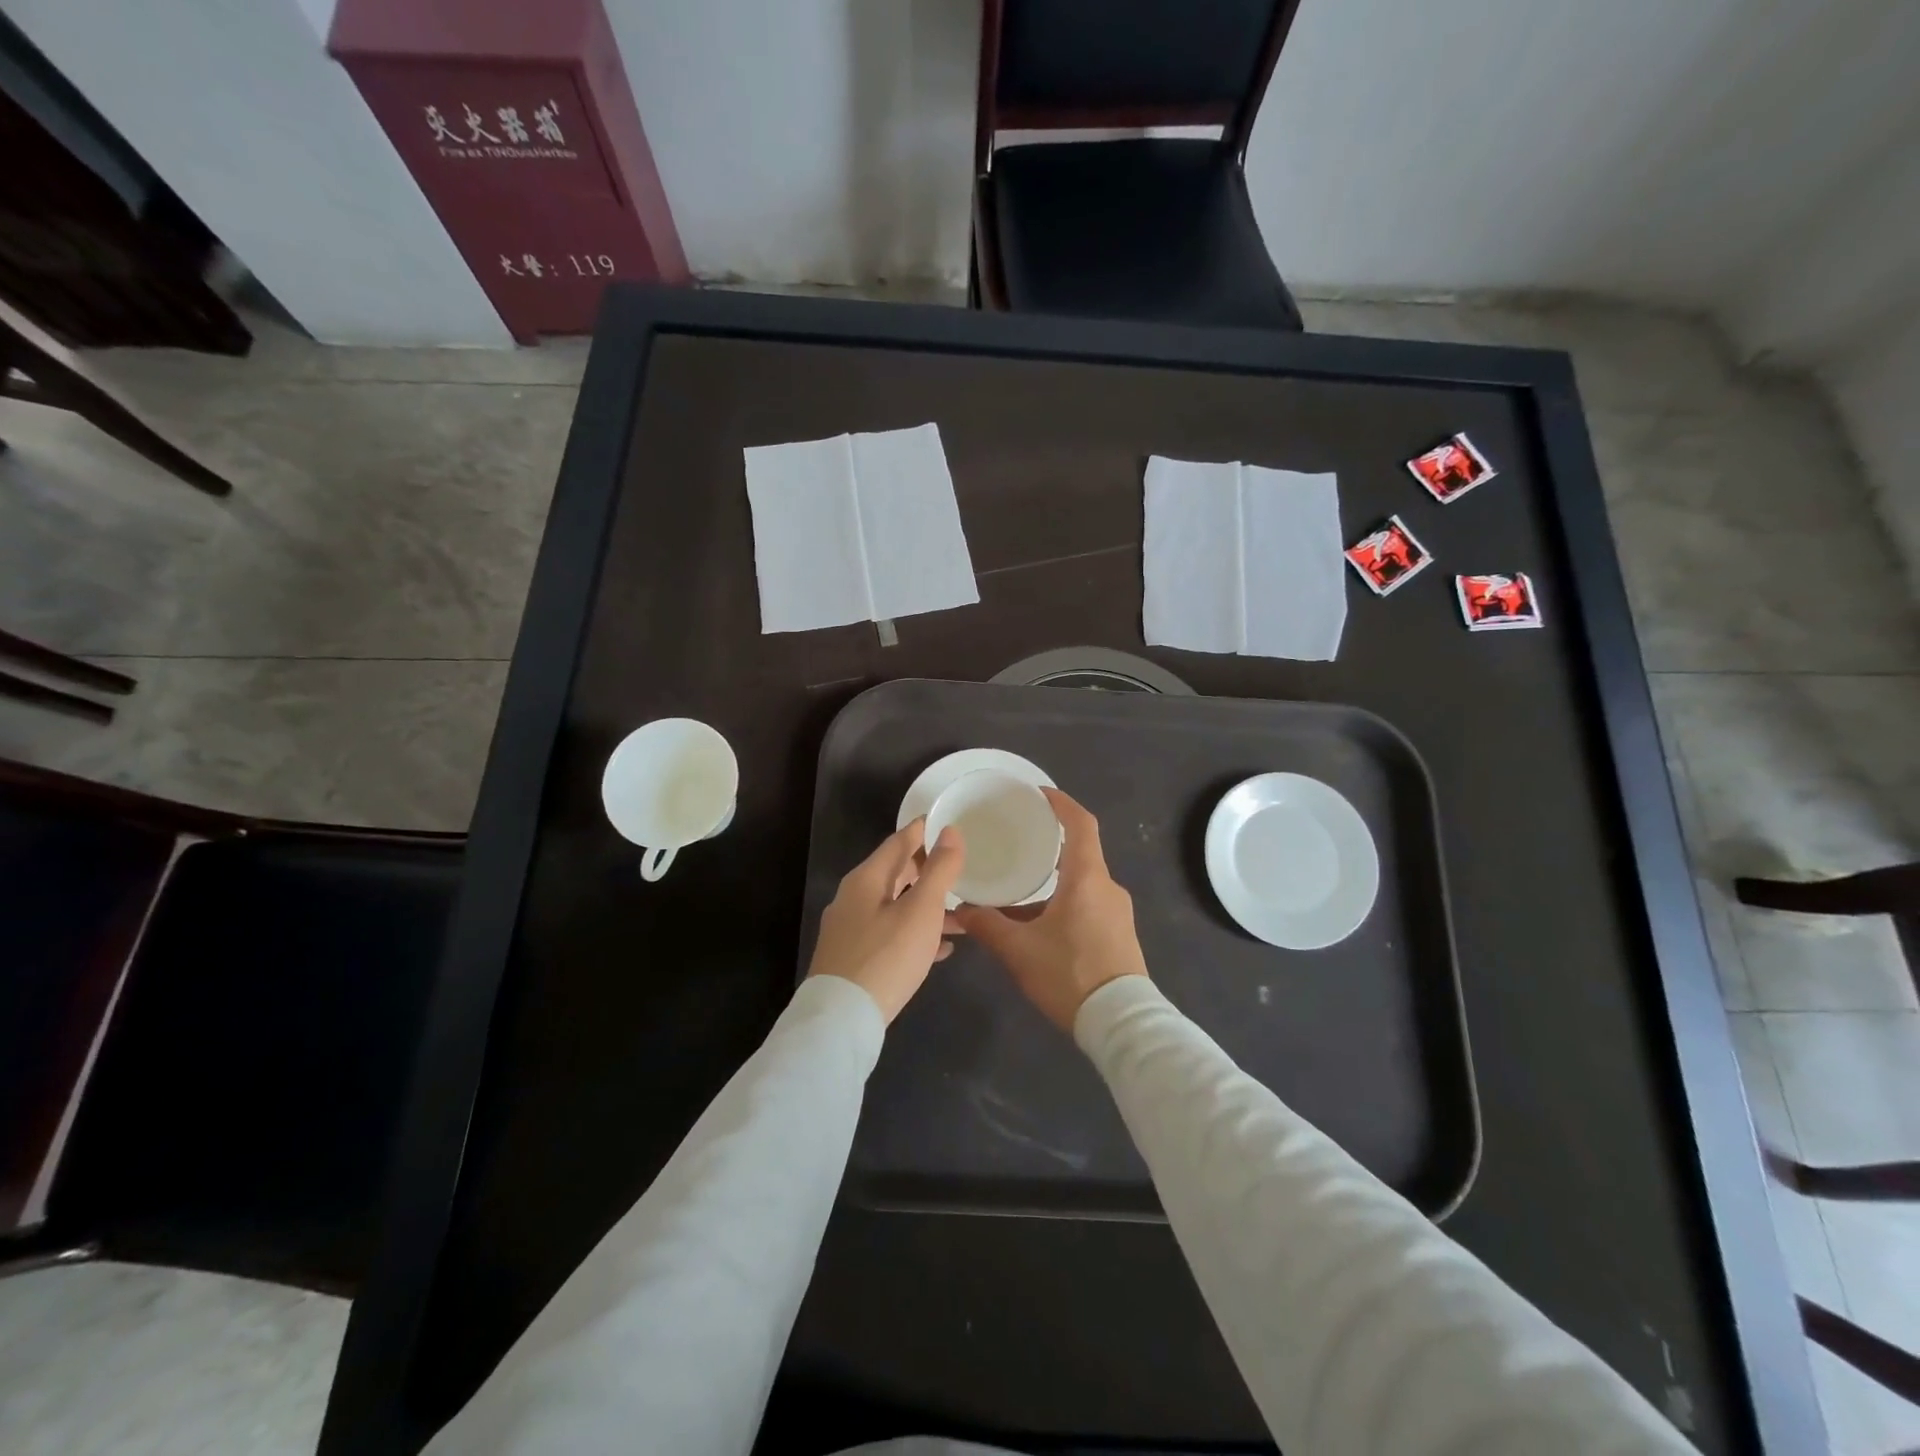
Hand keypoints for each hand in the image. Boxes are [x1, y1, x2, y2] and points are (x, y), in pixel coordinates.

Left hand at [806, 819, 964, 1022]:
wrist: (841, 1020)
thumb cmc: (886, 957)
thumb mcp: (921, 910)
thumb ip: (939, 870)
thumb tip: (951, 831)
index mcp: (866, 879)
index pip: (899, 841)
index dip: (925, 830)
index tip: (950, 822)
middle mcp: (854, 898)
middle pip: (895, 873)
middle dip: (928, 869)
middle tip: (961, 865)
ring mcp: (851, 930)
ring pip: (896, 906)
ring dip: (927, 906)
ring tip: (962, 914)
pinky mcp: (854, 958)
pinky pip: (890, 934)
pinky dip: (916, 934)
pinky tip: (942, 948)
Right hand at [953, 788, 1147, 1030]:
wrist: (1122, 1024)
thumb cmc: (1070, 975)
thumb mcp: (1020, 951)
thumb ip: (987, 926)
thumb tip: (959, 910)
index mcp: (1087, 879)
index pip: (1080, 824)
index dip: (1061, 803)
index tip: (1038, 794)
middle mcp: (1107, 888)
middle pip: (1080, 853)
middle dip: (1050, 845)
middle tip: (1019, 841)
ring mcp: (1117, 912)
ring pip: (1082, 883)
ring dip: (1053, 881)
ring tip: (1020, 887)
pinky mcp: (1119, 934)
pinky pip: (1089, 904)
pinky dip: (1064, 902)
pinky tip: (1039, 924)